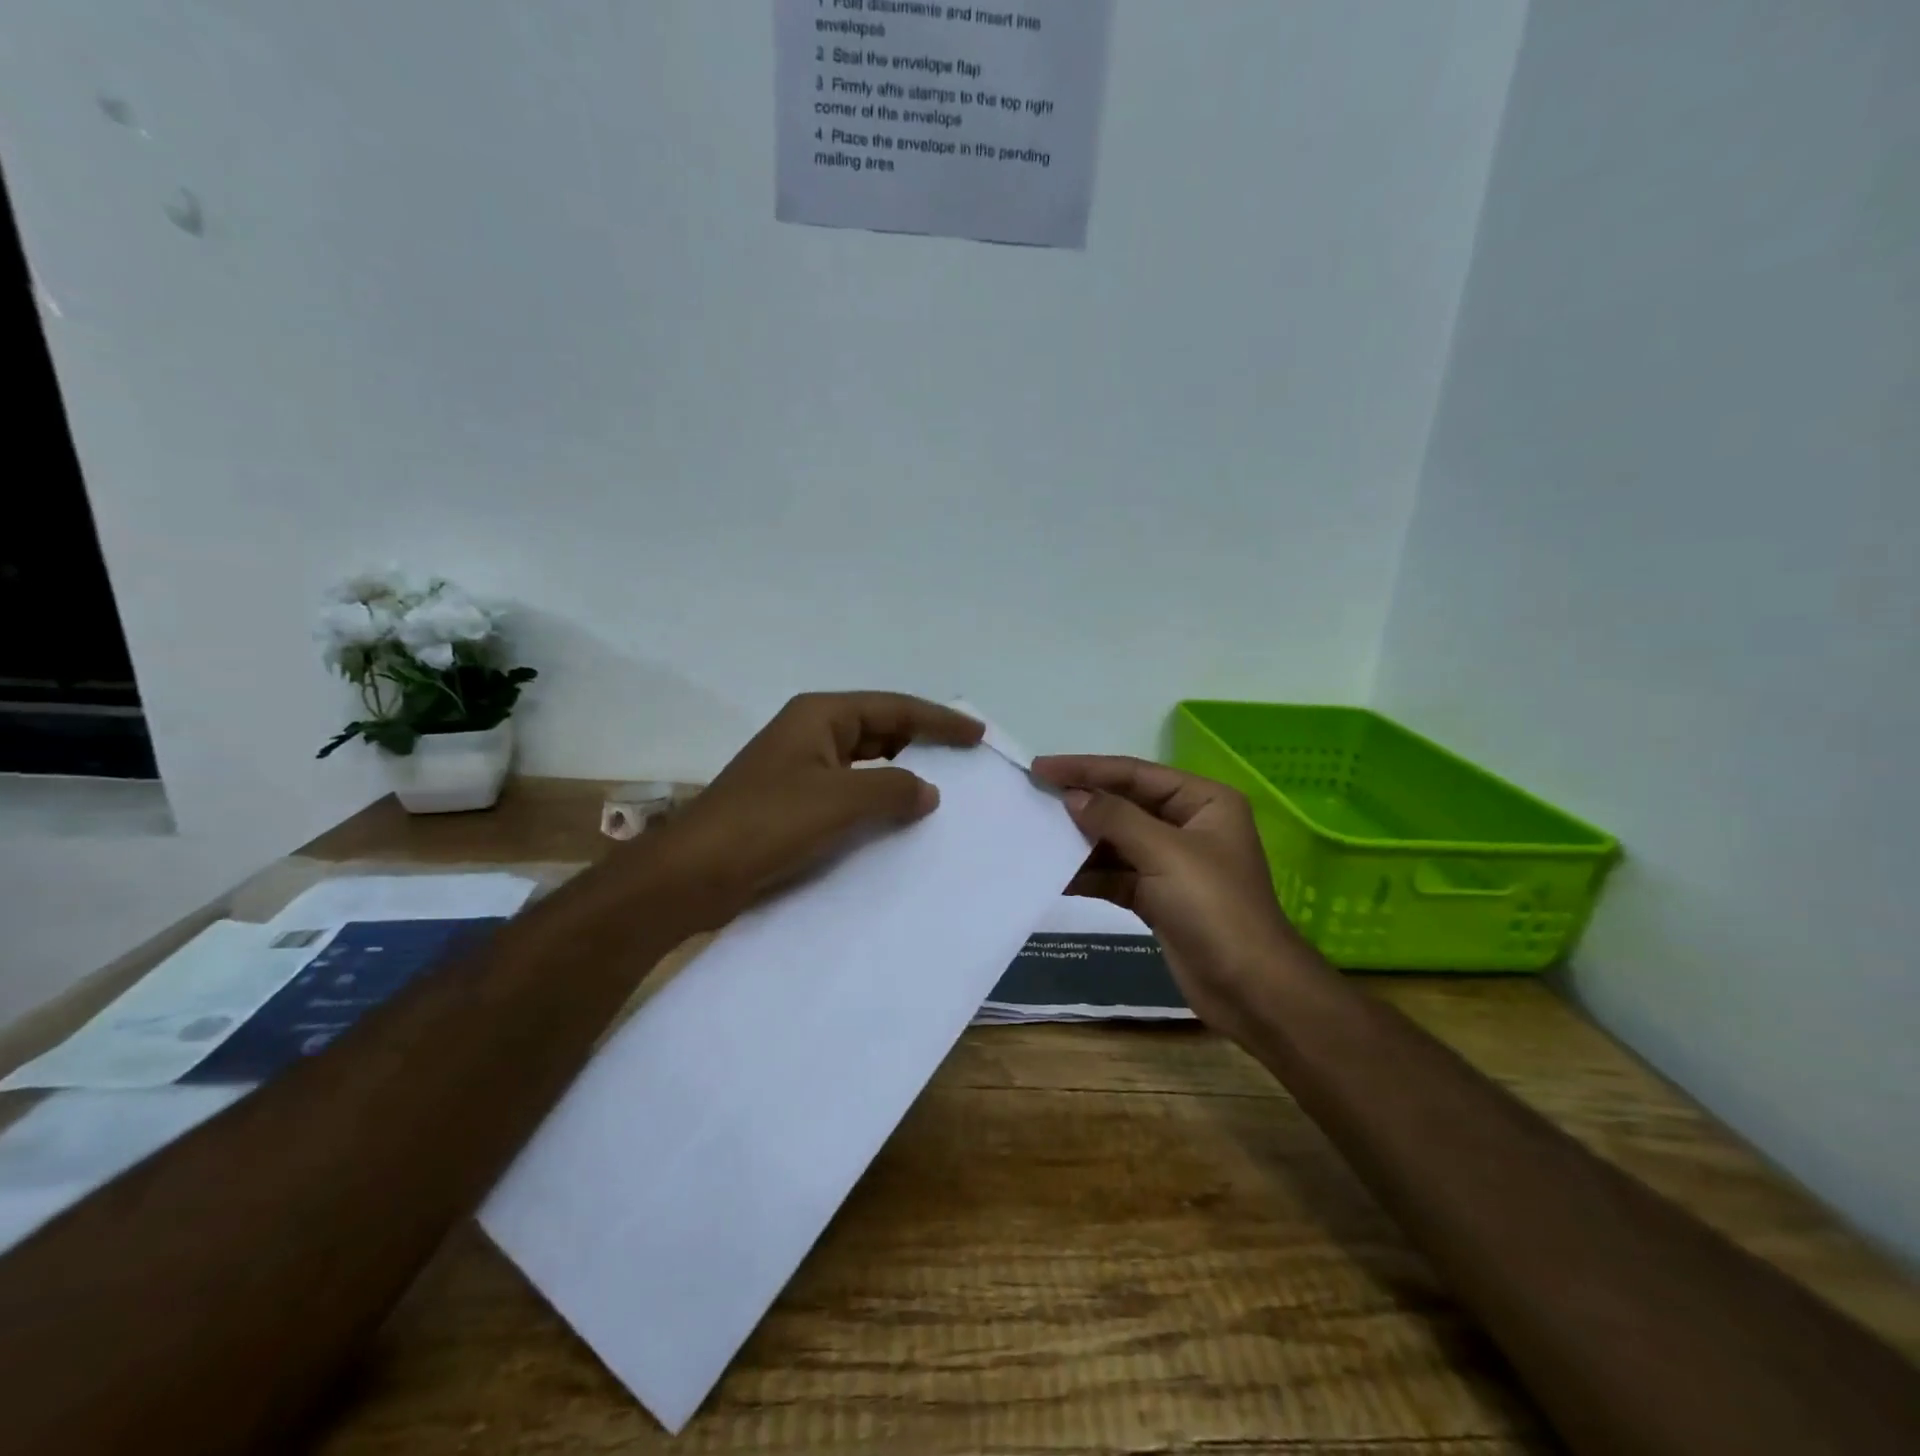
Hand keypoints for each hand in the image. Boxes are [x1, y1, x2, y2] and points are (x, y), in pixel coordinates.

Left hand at [646, 692, 984, 929]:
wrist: (694, 874)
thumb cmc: (768, 822)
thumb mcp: (840, 800)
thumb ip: (893, 789)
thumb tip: (928, 791)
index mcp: (820, 716)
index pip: (894, 708)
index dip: (939, 720)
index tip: (977, 735)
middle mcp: (811, 734)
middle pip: (880, 730)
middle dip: (922, 743)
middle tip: (965, 763)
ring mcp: (800, 770)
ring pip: (865, 764)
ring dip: (900, 776)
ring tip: (941, 793)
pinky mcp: (794, 805)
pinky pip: (849, 793)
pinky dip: (877, 802)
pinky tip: (898, 822)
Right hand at [1029, 755, 1306, 1035]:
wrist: (1250, 989)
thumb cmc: (1214, 908)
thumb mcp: (1165, 853)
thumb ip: (1116, 819)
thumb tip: (1073, 797)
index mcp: (1203, 801)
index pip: (1135, 773)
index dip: (1087, 769)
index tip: (1041, 768)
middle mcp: (1188, 825)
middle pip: (1124, 804)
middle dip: (1082, 804)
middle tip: (1033, 797)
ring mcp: (1171, 863)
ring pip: (1116, 842)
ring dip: (1081, 841)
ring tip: (1037, 835)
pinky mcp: (1157, 897)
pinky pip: (1115, 875)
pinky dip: (1089, 875)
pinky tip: (1056, 876)